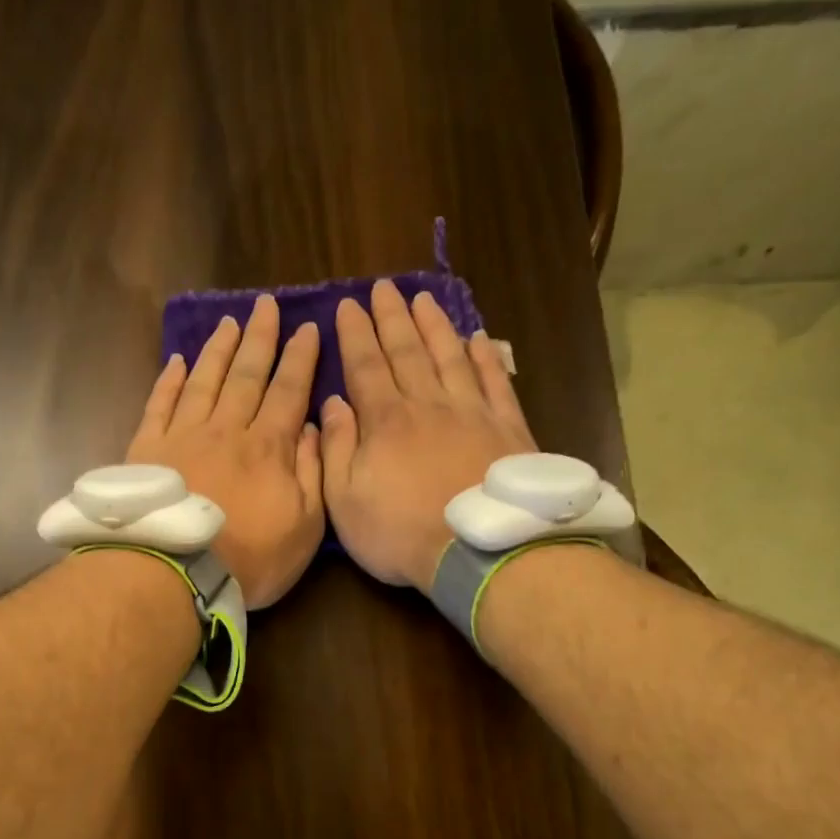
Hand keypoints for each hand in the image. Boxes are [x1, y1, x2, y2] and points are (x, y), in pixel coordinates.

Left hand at [127, 294, 323, 608]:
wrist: (176, 573)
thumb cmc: (251, 558)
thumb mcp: (305, 526)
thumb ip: (313, 474)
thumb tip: (313, 428)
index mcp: (268, 447)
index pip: (289, 391)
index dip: (300, 359)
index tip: (308, 328)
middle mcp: (226, 429)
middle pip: (246, 375)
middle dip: (260, 338)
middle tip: (267, 304)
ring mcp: (183, 436)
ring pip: (204, 380)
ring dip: (219, 350)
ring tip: (230, 322)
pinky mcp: (147, 450)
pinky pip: (160, 404)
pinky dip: (169, 380)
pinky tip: (176, 361)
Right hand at [321, 280, 534, 592]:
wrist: (478, 551)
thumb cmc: (400, 533)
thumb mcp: (345, 501)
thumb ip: (335, 449)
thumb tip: (332, 404)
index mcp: (385, 421)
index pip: (365, 366)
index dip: (355, 334)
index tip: (348, 305)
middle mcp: (428, 404)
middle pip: (407, 351)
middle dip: (392, 317)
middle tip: (383, 287)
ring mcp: (471, 412)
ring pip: (449, 356)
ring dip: (435, 326)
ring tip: (423, 299)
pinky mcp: (507, 428)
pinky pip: (495, 381)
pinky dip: (485, 357)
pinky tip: (477, 338)